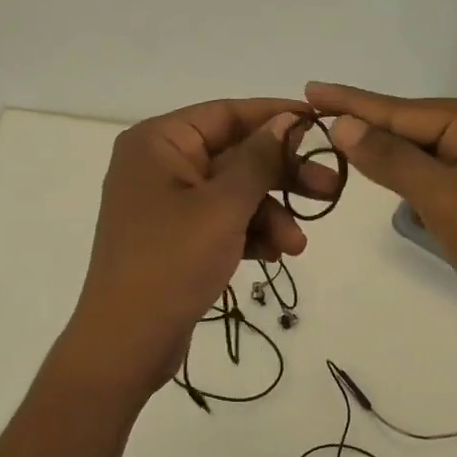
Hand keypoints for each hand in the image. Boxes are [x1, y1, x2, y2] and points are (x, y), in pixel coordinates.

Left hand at [66, 99, 335, 393]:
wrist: (126, 343)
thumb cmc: (172, 262)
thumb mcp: (223, 206)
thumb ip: (259, 159)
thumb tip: (285, 120)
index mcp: (158, 142)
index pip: (226, 113)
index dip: (275, 116)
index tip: (320, 123)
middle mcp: (159, 164)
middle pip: (234, 154)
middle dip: (281, 175)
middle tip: (329, 187)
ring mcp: (165, 203)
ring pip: (232, 192)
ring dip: (269, 214)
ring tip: (297, 245)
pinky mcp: (174, 237)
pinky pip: (220, 221)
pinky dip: (248, 233)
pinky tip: (273, 255)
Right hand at [306, 83, 456, 361]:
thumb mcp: (445, 200)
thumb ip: (391, 159)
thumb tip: (342, 123)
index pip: (403, 110)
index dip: (352, 102)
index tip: (309, 88)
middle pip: (410, 129)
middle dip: (366, 132)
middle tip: (311, 121)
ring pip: (419, 156)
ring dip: (385, 162)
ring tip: (337, 148)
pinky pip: (433, 180)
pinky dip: (407, 185)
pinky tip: (381, 182)